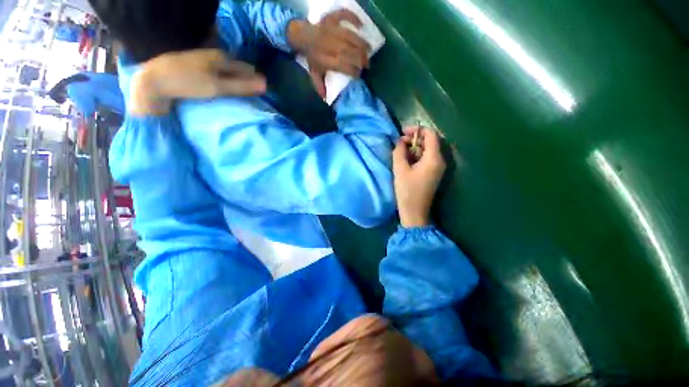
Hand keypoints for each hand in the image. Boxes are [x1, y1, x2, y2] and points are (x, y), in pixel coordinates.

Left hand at [129, 49, 266, 115]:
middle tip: (253, 96)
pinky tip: (223, 91)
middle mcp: (213, 56)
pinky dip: (223, 82)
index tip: (262, 94)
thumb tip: (265, 85)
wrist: (153, 81)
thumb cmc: (187, 83)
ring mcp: (203, 61)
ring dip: (234, 83)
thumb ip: (242, 86)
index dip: (255, 81)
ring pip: (226, 72)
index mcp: (221, 57)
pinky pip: (216, 74)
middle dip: (245, 81)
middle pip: (236, 69)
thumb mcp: (218, 87)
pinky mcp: (195, 69)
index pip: (247, 69)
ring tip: (241, 96)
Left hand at [288, 10, 370, 97]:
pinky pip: (344, 15)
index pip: (344, 66)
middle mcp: (330, 45)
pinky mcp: (332, 19)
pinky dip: (353, 18)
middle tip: (367, 65)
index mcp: (326, 59)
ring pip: (350, 36)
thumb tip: (325, 99)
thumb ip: (320, 86)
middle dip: (361, 60)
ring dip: (362, 44)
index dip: (353, 71)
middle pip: (350, 52)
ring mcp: (331, 30)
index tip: (359, 75)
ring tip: (369, 51)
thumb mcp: (314, 73)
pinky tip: (361, 25)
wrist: (301, 36)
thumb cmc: (311, 57)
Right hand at [392, 127, 446, 227]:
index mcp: (434, 158)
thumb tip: (400, 141)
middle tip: (399, 142)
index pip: (431, 135)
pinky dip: (417, 156)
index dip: (417, 130)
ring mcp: (438, 168)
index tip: (403, 132)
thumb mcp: (400, 169)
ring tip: (400, 151)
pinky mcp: (433, 173)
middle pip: (430, 142)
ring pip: (428, 150)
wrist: (414, 212)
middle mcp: (440, 161)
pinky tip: (406, 159)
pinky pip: (427, 159)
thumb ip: (399, 151)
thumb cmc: (407, 191)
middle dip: (415, 139)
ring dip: (415, 148)